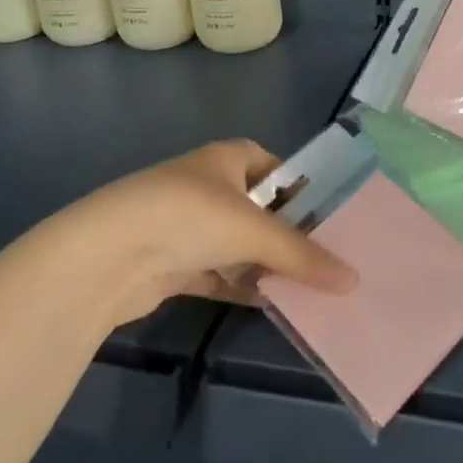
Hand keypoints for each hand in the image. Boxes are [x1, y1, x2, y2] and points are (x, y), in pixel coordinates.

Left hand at [52, 139, 356, 325]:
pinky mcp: (173, 263)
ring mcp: (187, 225)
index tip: (330, 218)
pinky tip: (269, 304)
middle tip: (327, 260)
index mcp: (227, 158)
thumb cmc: (189, 216)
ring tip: (308, 288)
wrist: (108, 255)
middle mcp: (208, 186)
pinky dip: (240, 286)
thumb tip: (354, 281)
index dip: (301, 188)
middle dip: (288, 234)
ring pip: (238, 245)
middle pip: (259, 209)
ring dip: (265, 265)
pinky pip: (218, 273)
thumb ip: (303, 255)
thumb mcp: (254, 231)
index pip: (274, 166)